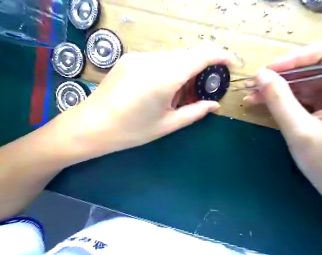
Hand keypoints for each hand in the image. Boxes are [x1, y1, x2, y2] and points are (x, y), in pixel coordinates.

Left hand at [56, 43, 231, 156]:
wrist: (91, 126)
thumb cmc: (131, 131)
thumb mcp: (167, 125)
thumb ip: (194, 112)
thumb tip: (214, 105)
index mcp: (165, 77)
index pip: (201, 55)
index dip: (220, 56)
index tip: (230, 64)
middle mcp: (153, 60)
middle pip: (187, 56)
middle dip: (200, 70)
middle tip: (199, 92)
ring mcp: (138, 56)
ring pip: (172, 58)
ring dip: (182, 72)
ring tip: (177, 96)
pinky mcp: (129, 58)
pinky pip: (157, 60)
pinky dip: (167, 71)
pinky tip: (160, 90)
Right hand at [244, 39, 321, 215]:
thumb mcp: (299, 131)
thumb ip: (279, 100)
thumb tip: (260, 74)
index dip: (296, 58)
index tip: (267, 71)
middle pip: (313, 66)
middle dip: (280, 74)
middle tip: (253, 82)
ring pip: (303, 80)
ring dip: (275, 86)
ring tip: (250, 93)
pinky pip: (300, 93)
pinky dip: (280, 96)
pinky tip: (260, 100)